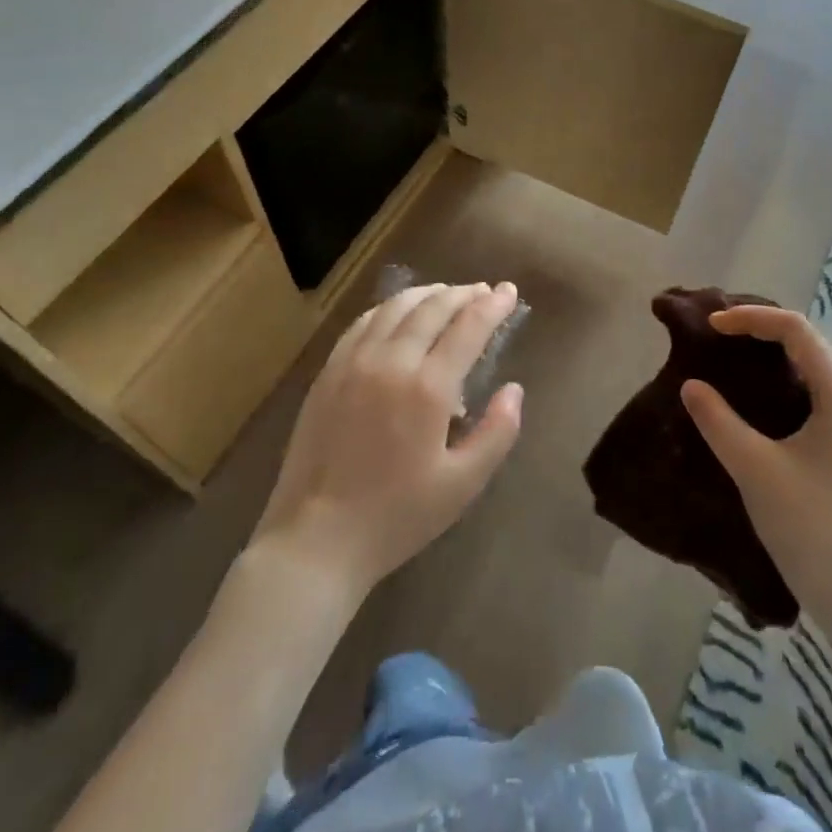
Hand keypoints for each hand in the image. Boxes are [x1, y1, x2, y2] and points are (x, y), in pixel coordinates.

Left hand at [249, 283, 523, 600]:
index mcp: (428, 388)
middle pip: (433, 308)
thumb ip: (497, 432)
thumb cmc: (396, 516)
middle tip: (485, 291)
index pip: (468, 327)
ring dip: (428, 294)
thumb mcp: (462, 485)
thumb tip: (514, 389)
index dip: (493, 305)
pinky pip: (363, 322)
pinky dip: (390, 308)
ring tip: (448, 294)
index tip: (509, 291)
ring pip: (395, 307)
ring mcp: (353, 362)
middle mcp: (391, 362)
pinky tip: (398, 313)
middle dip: (464, 294)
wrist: (316, 540)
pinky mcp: (328, 372)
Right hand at [680, 305, 831, 636]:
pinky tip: (753, 400)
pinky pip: (811, 393)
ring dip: (771, 354)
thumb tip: (691, 385)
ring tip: (729, 356)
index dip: (751, 318)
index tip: (711, 326)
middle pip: (806, 342)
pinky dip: (779, 382)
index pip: (796, 330)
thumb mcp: (756, 470)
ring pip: (810, 368)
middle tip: (716, 334)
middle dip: (761, 328)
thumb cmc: (814, 529)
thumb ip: (719, 422)